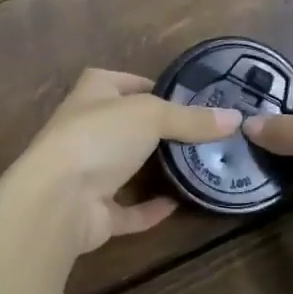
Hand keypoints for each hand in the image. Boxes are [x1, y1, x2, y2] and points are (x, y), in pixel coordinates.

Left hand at [7, 68, 241, 256]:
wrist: (56, 199)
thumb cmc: (100, 137)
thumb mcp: (153, 115)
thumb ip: (192, 119)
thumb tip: (236, 118)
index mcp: (95, 91)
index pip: (129, 82)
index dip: (158, 87)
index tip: (193, 100)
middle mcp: (88, 127)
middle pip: (131, 126)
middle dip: (162, 131)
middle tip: (205, 136)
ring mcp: (88, 171)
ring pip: (129, 168)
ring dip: (156, 170)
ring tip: (198, 167)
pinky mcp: (93, 211)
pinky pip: (128, 208)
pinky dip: (150, 208)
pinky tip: (179, 204)